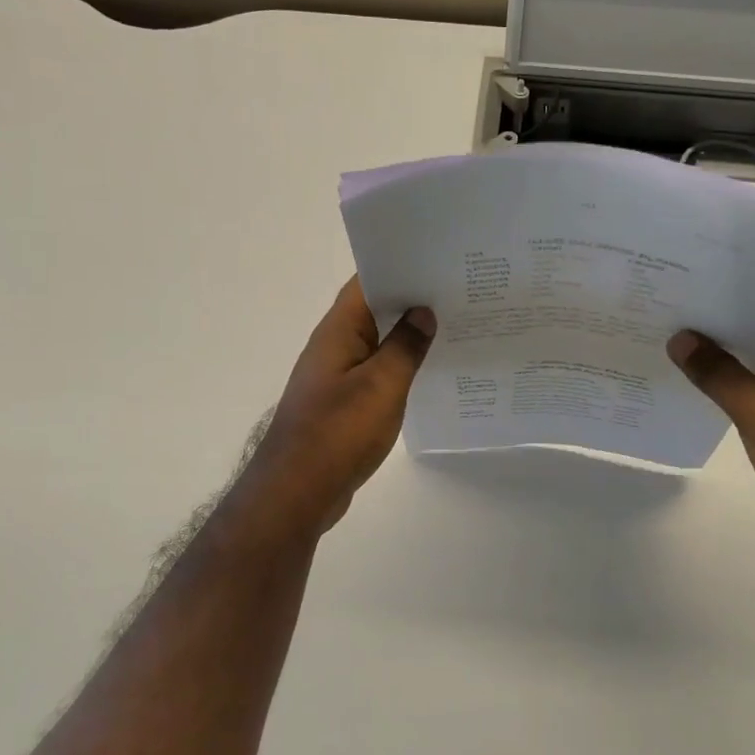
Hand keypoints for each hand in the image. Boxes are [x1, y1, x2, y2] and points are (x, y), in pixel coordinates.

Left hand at [239, 277, 434, 536]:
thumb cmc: (338, 433)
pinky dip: (399, 366)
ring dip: (406, 335)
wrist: (297, 492)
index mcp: (338, 331)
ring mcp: (336, 375)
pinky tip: (428, 372)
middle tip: (458, 293)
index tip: (439, 262)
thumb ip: (404, 347)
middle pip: (373, 310)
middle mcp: (333, 346)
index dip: (400, 267)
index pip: (367, 282)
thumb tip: (423, 312)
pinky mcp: (342, 403)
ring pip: (376, 342)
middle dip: (411, 300)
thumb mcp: (381, 386)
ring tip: (452, 327)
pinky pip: (375, 372)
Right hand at [668, 323, 754, 560]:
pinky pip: (750, 396)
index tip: (685, 295)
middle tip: (666, 317)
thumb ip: (716, 371)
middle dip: (715, 334)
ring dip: (717, 363)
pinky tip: (690, 386)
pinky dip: (724, 391)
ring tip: (669, 347)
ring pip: (751, 369)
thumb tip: (678, 339)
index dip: (726, 304)